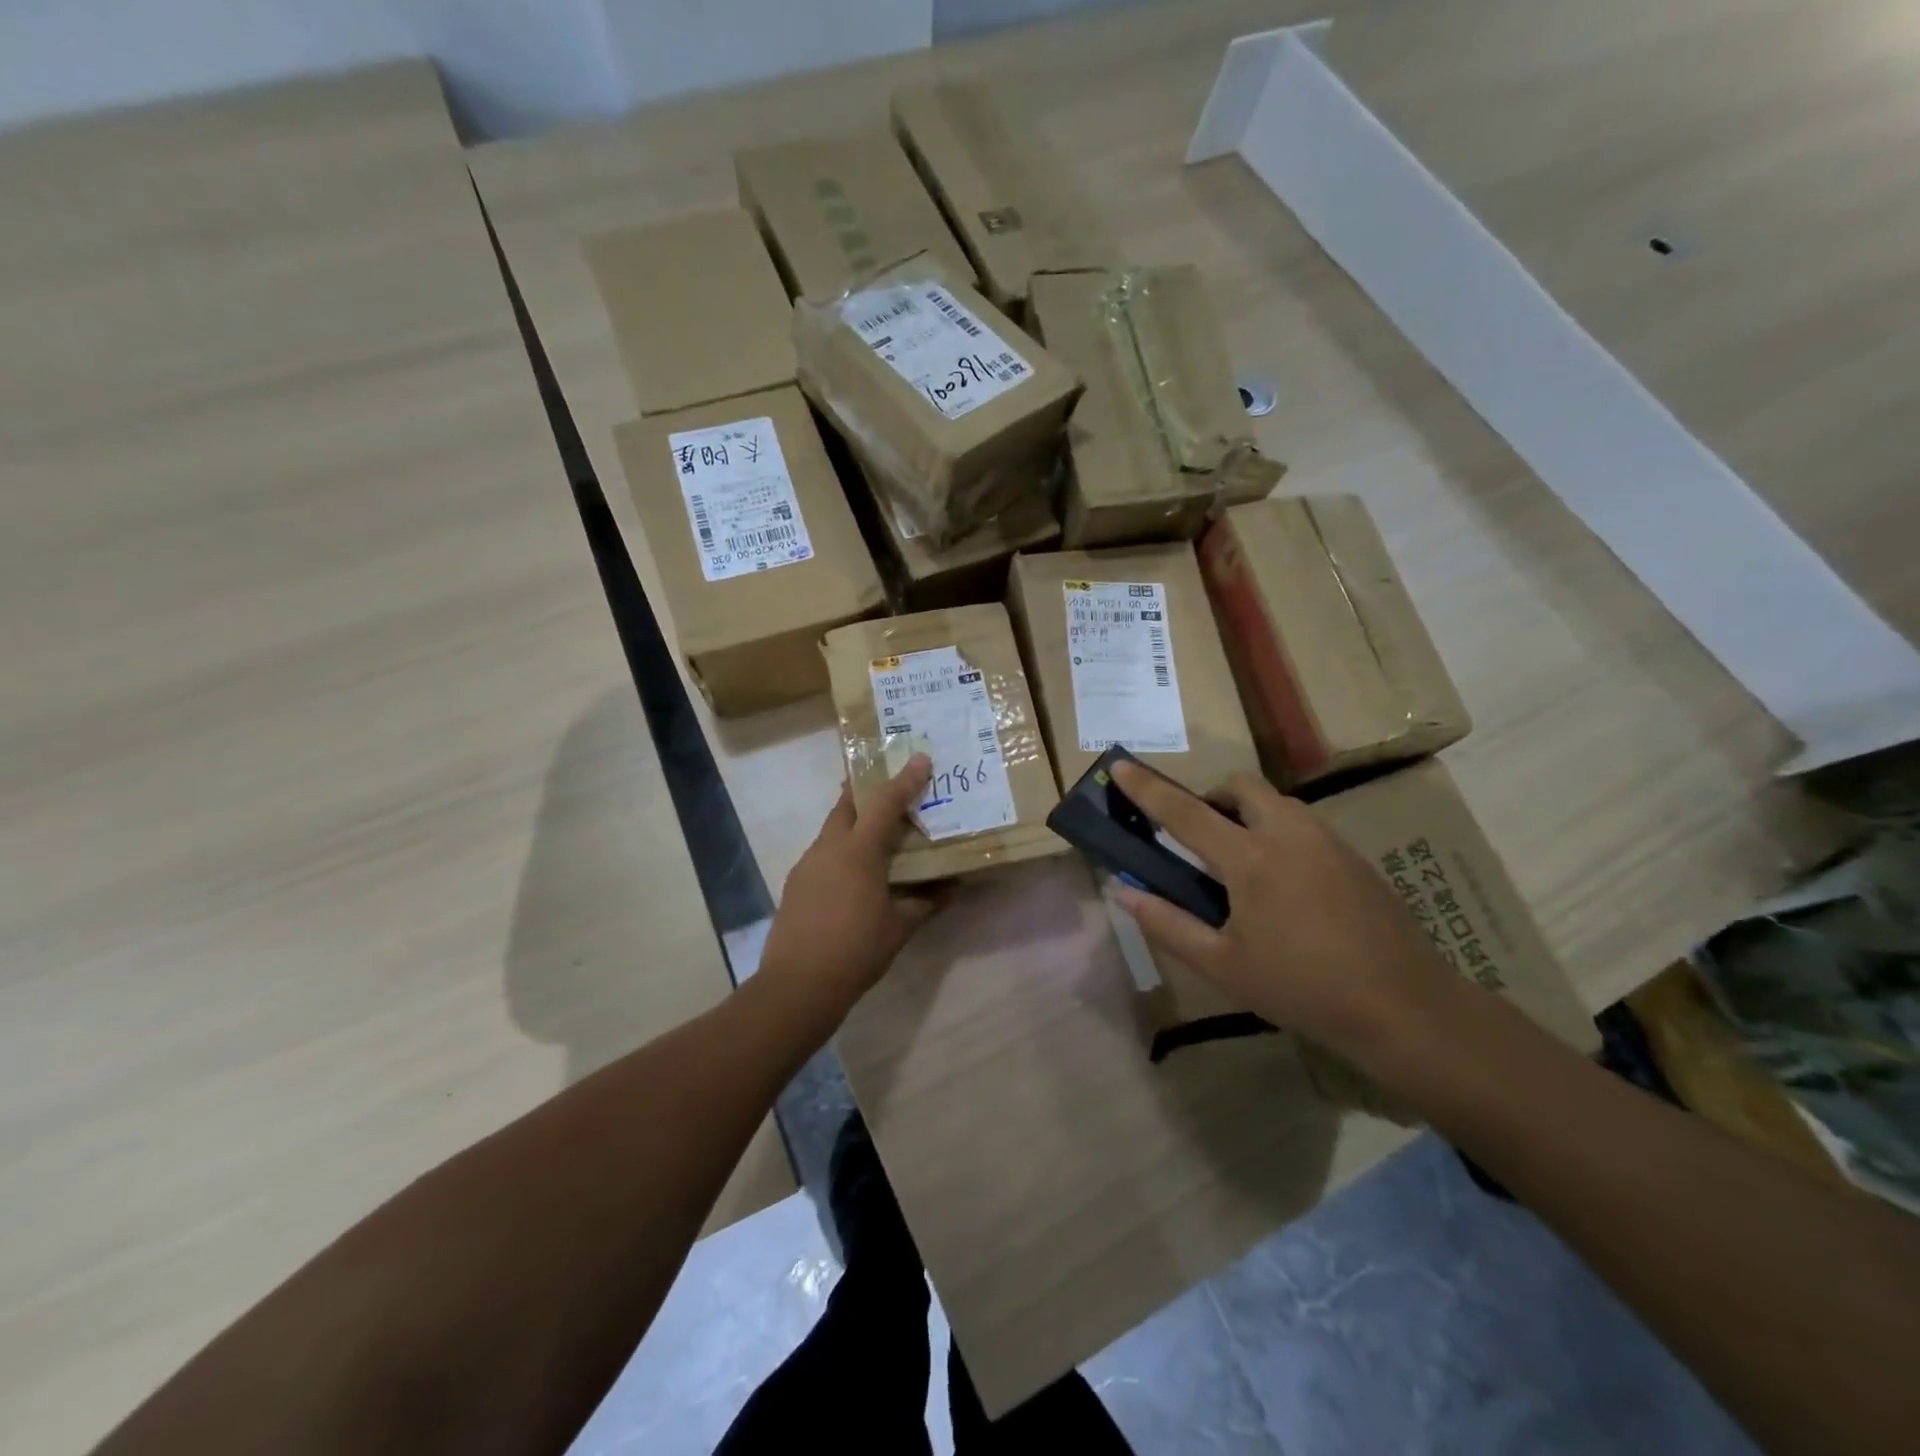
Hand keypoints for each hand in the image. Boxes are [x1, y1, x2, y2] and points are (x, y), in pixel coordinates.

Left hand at [758, 754, 945, 1019]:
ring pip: (832, 830)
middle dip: (865, 790)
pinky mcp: (796, 884)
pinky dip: (840, 849)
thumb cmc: (856, 951)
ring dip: (853, 822)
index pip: (885, 804)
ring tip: (876, 834)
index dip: (905, 780)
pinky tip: (853, 873)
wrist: (797, 985)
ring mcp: (807, 865)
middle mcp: (829, 848)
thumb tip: (954, 888)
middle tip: (887, 785)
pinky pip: (822, 853)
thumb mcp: (899, 927)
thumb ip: (927, 902)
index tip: (920, 758)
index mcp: (858, 852)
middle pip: (846, 805)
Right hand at [1109, 759, 1460, 1066]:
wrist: (1404, 1006)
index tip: (1120, 765)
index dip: (1147, 789)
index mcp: (1250, 859)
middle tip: (1200, 836)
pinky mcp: (1354, 856)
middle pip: (1240, 786)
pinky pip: (1303, 824)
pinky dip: (1278, 833)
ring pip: (1276, 802)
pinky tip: (1285, 886)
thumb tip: (1124, 893)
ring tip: (1241, 865)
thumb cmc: (1302, 987)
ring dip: (1247, 814)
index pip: (1185, 812)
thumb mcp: (1223, 965)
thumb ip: (1168, 924)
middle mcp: (1288, 834)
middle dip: (1212, 797)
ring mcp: (1327, 841)